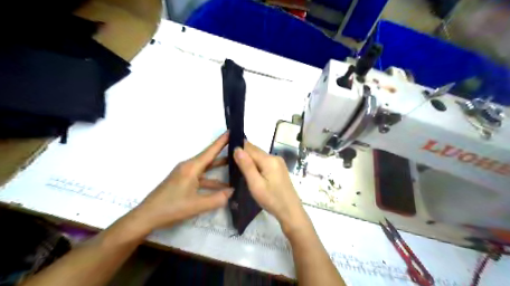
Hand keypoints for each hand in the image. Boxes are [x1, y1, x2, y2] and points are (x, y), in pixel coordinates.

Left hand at [132, 132, 233, 231]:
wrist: (147, 216)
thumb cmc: (171, 207)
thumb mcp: (197, 205)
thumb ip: (218, 198)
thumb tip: (233, 191)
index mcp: (191, 167)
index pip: (210, 151)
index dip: (222, 141)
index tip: (232, 130)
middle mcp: (189, 167)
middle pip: (210, 157)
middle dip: (224, 152)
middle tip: (239, 148)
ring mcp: (185, 174)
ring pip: (206, 168)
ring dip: (219, 168)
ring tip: (236, 167)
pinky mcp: (183, 181)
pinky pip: (201, 177)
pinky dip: (212, 181)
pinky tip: (222, 188)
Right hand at [233, 141, 308, 233]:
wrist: (290, 211)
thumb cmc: (271, 199)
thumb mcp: (255, 184)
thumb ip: (246, 166)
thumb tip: (237, 148)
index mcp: (269, 159)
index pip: (249, 148)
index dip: (238, 149)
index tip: (226, 154)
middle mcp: (275, 157)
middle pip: (255, 151)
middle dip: (243, 154)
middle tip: (229, 161)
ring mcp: (278, 162)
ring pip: (259, 156)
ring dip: (249, 159)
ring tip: (238, 167)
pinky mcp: (279, 168)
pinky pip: (264, 162)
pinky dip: (256, 164)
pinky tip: (251, 172)